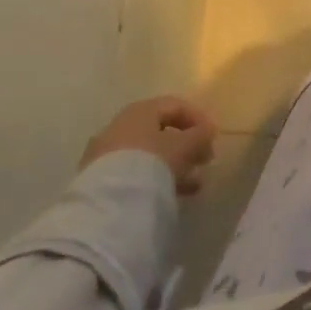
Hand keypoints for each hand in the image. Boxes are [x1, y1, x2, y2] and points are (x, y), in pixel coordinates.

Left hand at [81, 97, 216, 195]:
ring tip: (193, 184)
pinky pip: (134, 173)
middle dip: (186, 146)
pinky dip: (154, 179)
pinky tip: (170, 194)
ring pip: (147, 155)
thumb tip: (208, 130)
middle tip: (203, 160)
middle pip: (160, 132)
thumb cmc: (151, 162)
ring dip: (173, 165)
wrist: (108, 204)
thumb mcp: (184, 146)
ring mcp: (105, 155)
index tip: (212, 137)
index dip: (198, 118)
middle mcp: (119, 127)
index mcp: (140, 111)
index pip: (175, 105)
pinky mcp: (97, 182)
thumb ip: (200, 135)